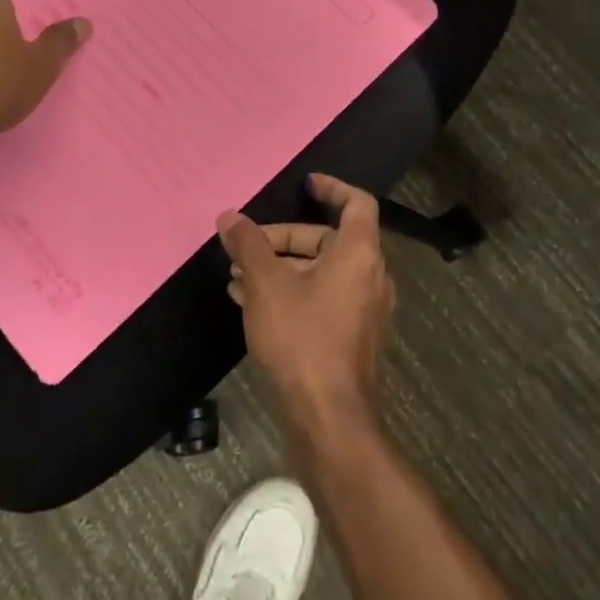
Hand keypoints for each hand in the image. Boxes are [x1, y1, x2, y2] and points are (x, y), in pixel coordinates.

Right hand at [218, 174, 392, 435]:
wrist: (328, 415)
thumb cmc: (302, 337)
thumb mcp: (267, 284)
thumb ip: (249, 245)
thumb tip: (230, 217)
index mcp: (359, 253)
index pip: (356, 203)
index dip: (332, 187)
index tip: (305, 183)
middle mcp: (370, 275)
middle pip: (328, 239)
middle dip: (284, 239)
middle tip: (246, 247)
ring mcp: (363, 308)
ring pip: (320, 272)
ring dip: (281, 268)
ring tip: (237, 276)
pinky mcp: (352, 334)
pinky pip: (322, 297)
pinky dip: (292, 291)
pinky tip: (250, 302)